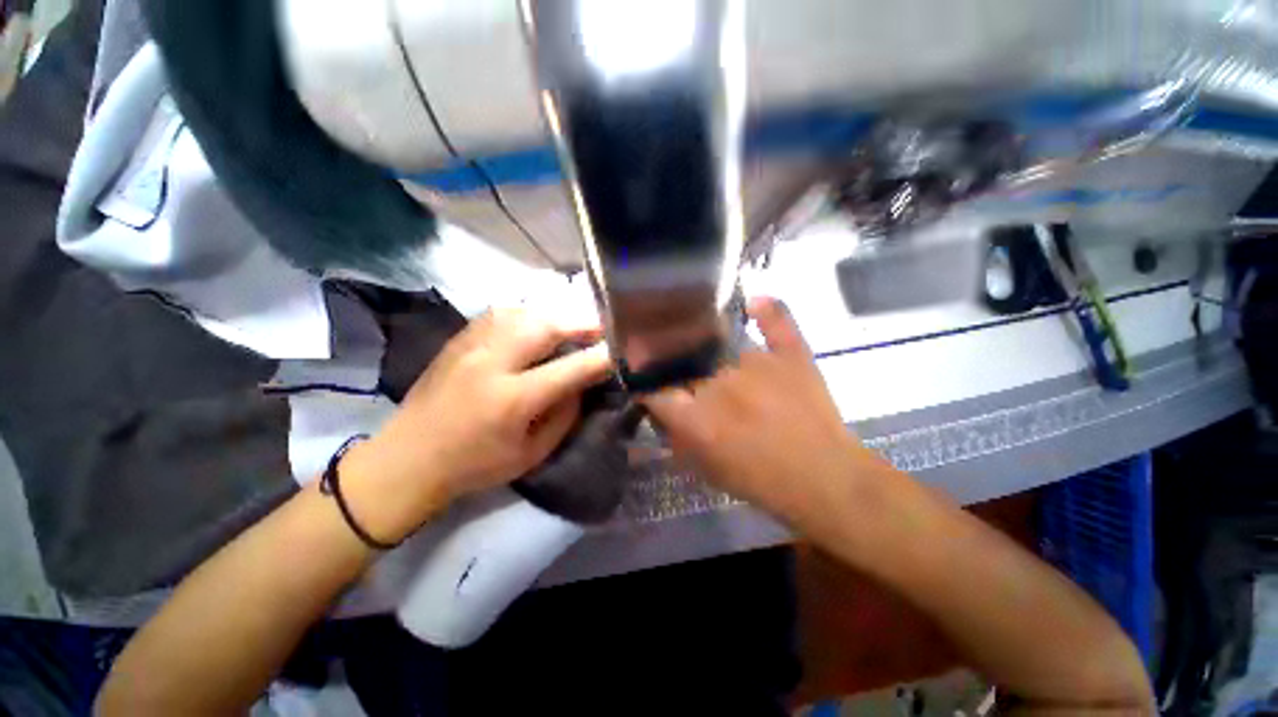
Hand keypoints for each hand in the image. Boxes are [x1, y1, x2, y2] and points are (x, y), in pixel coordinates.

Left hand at [343, 308, 611, 542]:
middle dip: (581, 323)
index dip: (600, 357)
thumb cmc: (475, 465)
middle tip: (602, 328)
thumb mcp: (531, 453)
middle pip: (546, 326)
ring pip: (523, 312)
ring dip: (555, 316)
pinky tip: (537, 324)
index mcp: (512, 400)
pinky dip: (529, 315)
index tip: (620, 352)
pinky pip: (502, 314)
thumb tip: (583, 382)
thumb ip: (564, 415)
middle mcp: (492, 363)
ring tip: (572, 326)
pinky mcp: (459, 340)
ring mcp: (471, 346)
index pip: (570, 369)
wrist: (407, 459)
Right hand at [642, 298, 867, 523]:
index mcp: (699, 417)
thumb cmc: (762, 482)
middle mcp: (721, 384)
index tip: (649, 388)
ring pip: (724, 349)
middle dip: (688, 378)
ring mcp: (758, 364)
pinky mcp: (791, 355)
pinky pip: (776, 320)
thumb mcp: (707, 469)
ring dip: (719, 358)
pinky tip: (755, 303)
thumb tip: (661, 409)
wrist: (827, 480)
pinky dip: (766, 310)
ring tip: (725, 365)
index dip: (649, 389)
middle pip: (691, 368)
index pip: (656, 392)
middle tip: (697, 387)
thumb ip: (678, 438)